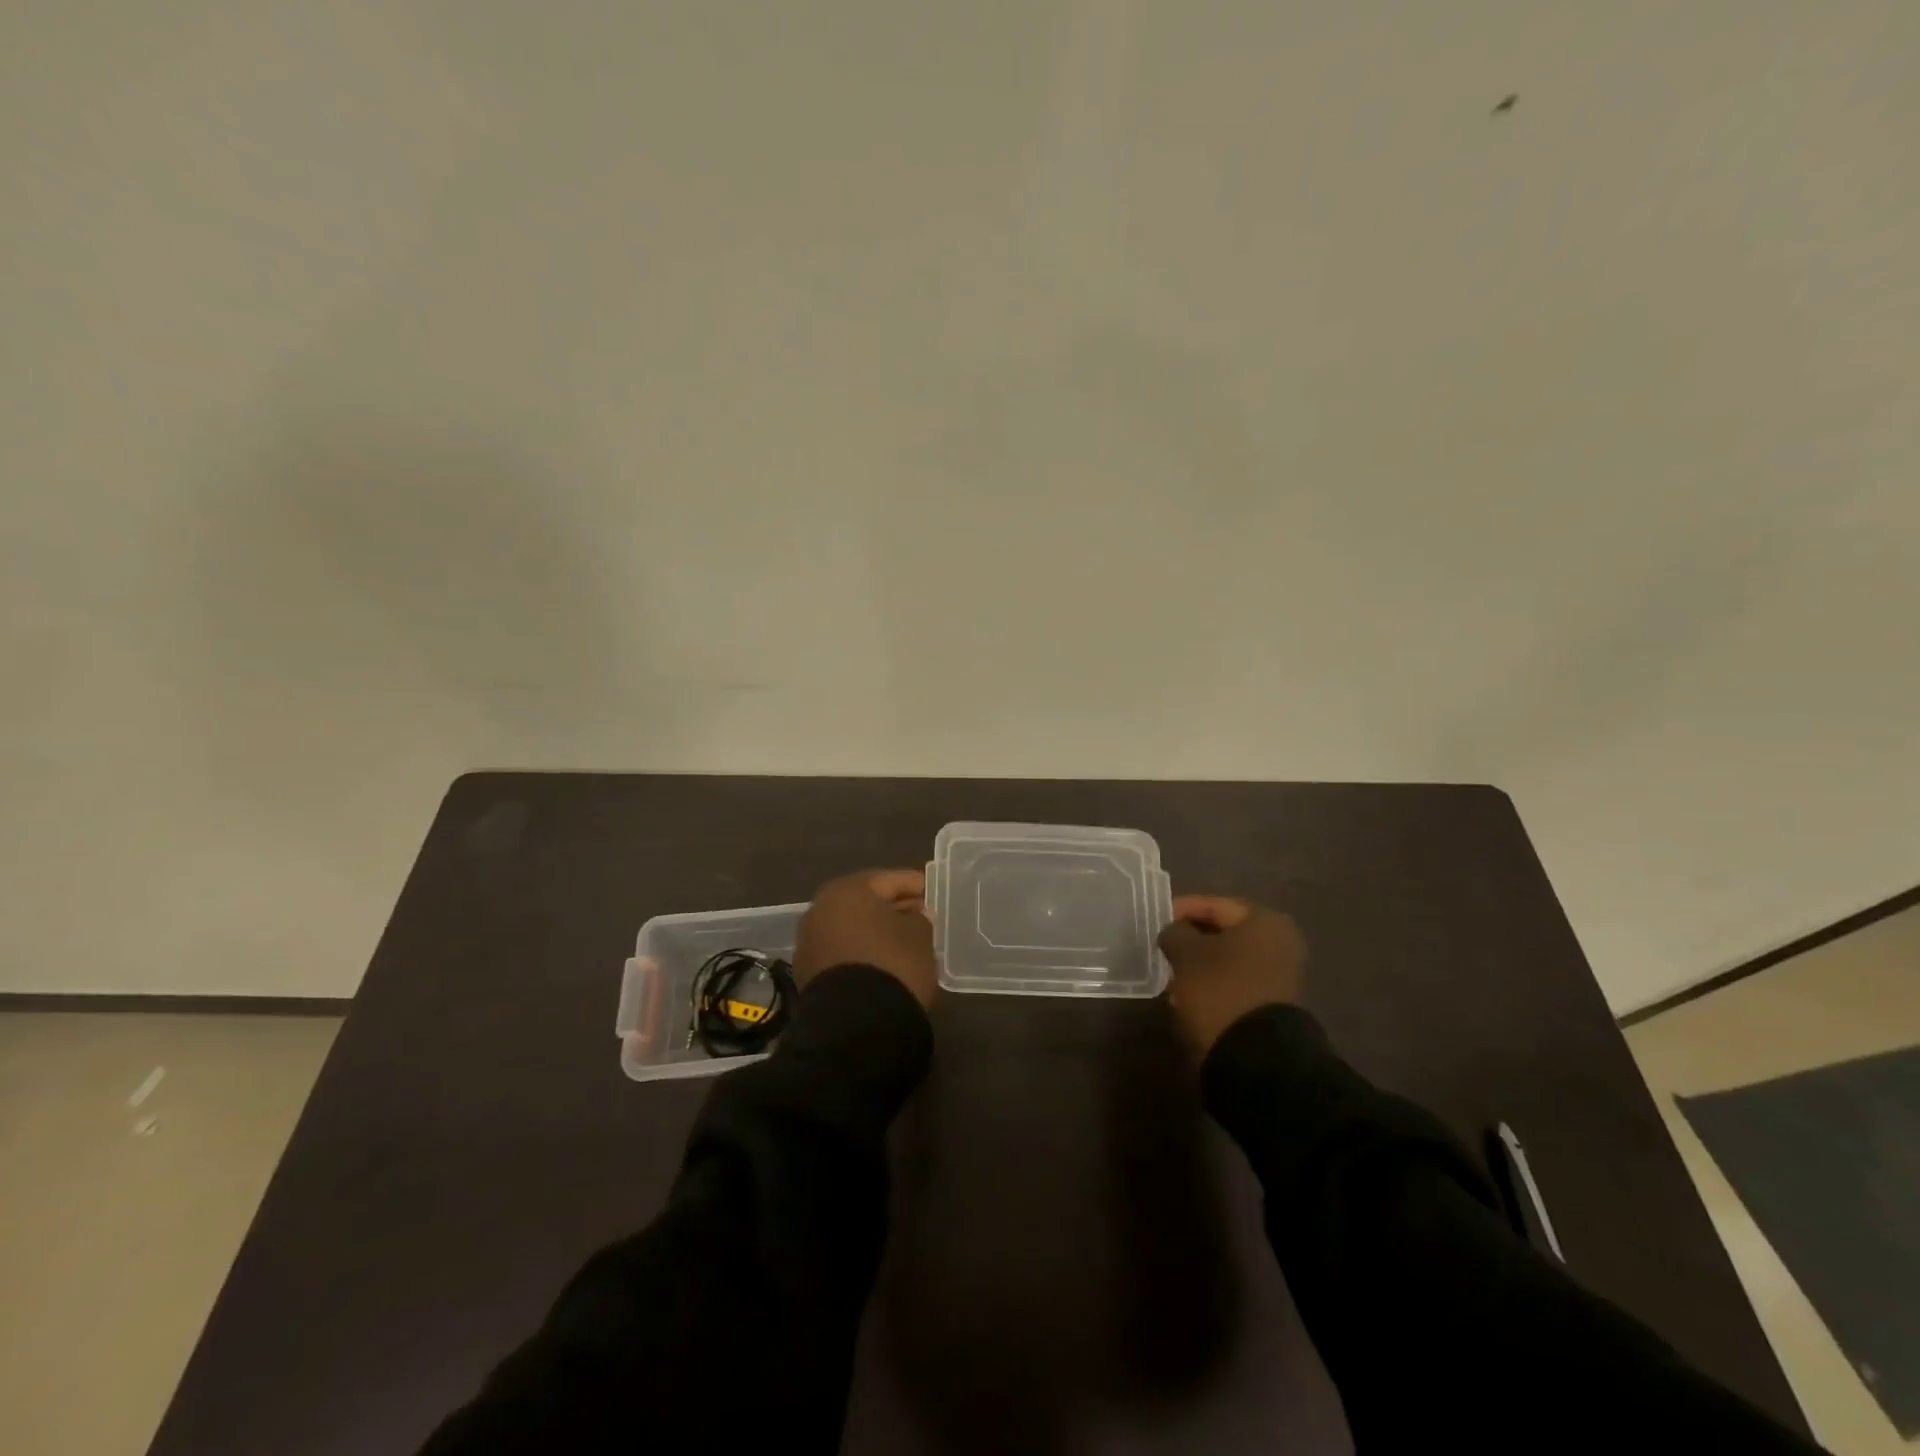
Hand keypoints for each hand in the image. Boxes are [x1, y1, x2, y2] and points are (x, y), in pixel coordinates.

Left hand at [794, 869, 938, 1006]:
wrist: (855, 1027)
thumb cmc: (892, 965)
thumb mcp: (919, 935)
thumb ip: (918, 918)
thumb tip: (912, 917)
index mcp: (847, 891)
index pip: (889, 880)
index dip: (914, 885)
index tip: (933, 891)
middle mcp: (820, 910)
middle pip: (865, 902)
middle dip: (892, 907)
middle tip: (920, 914)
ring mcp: (809, 943)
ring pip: (851, 928)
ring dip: (875, 931)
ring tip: (903, 940)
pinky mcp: (808, 974)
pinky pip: (842, 952)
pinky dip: (861, 952)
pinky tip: (882, 962)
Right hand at [1157, 895, 1305, 1057]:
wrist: (1255, 1057)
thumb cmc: (1220, 990)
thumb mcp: (1187, 954)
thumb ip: (1175, 932)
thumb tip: (1174, 932)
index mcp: (1264, 922)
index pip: (1214, 905)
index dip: (1181, 910)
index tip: (1156, 921)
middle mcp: (1279, 943)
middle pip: (1223, 932)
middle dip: (1190, 939)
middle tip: (1162, 946)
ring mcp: (1278, 975)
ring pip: (1227, 959)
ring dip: (1199, 963)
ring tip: (1170, 972)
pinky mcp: (1270, 1003)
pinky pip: (1233, 982)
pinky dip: (1211, 983)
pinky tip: (1187, 994)